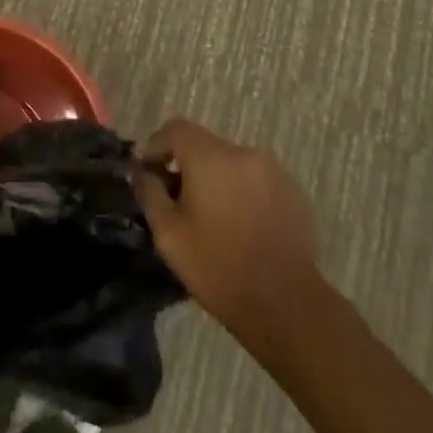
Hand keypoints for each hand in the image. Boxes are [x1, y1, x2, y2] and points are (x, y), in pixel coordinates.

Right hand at [133, 118, 324, 350]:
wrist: (284, 303)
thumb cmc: (217, 268)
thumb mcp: (169, 235)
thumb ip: (149, 192)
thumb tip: (139, 170)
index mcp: (210, 157)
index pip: (175, 128)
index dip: (157, 145)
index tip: (150, 174)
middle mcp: (243, 152)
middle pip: (204, 144)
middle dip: (186, 165)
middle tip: (178, 201)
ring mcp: (272, 169)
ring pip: (231, 161)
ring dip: (216, 177)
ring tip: (212, 216)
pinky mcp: (292, 188)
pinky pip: (255, 177)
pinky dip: (241, 190)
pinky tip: (241, 224)